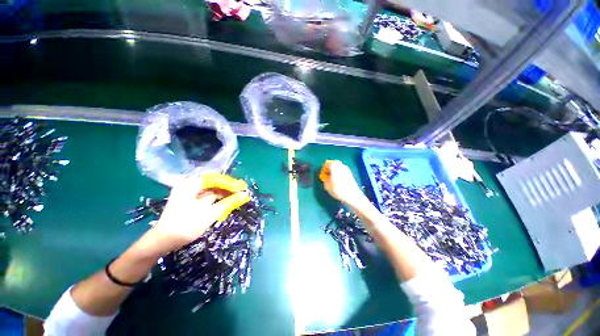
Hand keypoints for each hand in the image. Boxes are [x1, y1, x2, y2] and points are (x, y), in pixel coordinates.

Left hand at [133, 175, 249, 257]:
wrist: (163, 242)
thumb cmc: (186, 226)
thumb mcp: (210, 214)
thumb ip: (229, 202)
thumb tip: (245, 194)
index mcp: (191, 185)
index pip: (215, 179)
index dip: (230, 183)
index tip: (242, 187)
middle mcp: (189, 185)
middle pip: (213, 183)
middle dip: (228, 188)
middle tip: (242, 192)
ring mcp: (189, 193)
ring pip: (211, 190)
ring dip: (224, 193)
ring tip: (237, 197)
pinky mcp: (190, 201)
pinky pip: (207, 196)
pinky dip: (217, 199)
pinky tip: (226, 202)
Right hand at [320, 160, 366, 207]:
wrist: (352, 195)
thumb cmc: (338, 190)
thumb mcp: (327, 186)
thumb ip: (324, 179)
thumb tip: (325, 177)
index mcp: (334, 167)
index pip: (327, 163)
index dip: (323, 169)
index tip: (323, 175)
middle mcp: (341, 165)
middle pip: (333, 163)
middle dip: (329, 168)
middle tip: (327, 175)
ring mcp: (346, 169)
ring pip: (338, 166)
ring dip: (334, 170)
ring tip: (332, 178)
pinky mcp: (350, 173)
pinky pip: (342, 169)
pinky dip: (339, 172)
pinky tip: (338, 180)